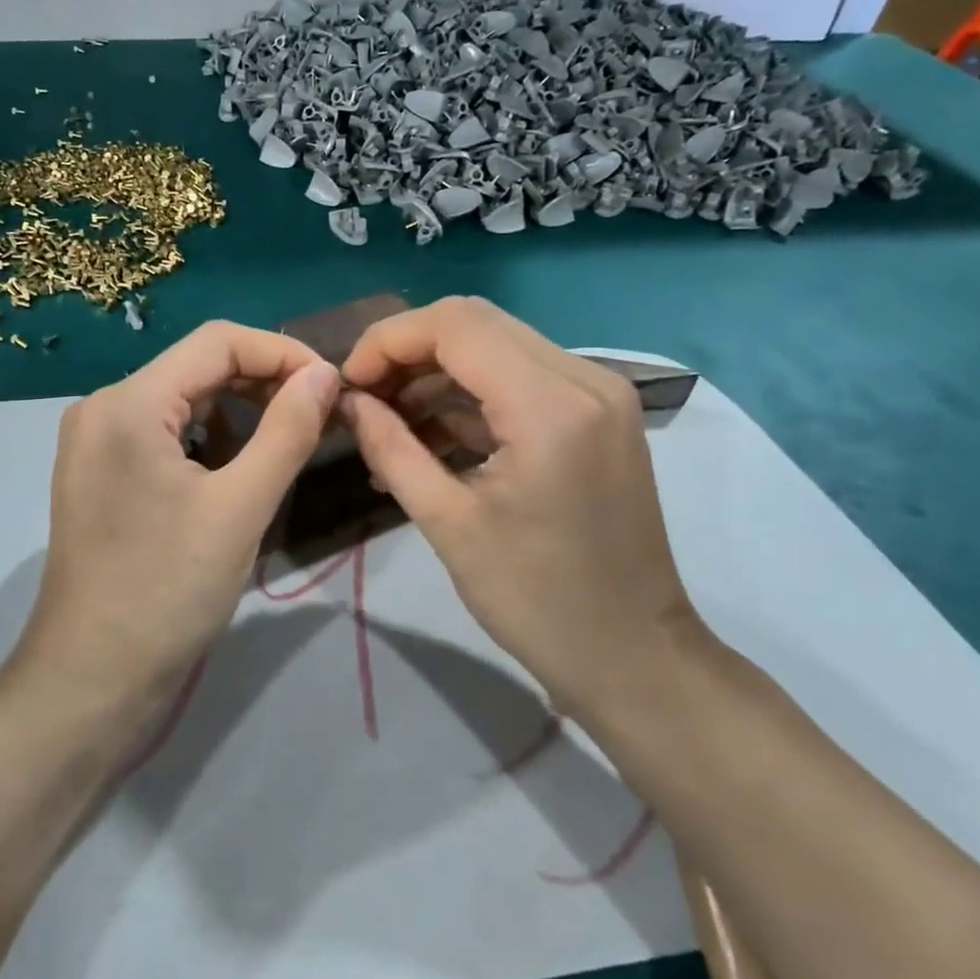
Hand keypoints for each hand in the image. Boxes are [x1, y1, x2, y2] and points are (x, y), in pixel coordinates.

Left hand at [18, 320, 340, 702]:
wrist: (90, 679)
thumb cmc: (167, 593)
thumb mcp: (240, 508)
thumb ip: (287, 431)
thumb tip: (325, 374)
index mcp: (127, 403)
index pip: (217, 341)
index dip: (282, 352)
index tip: (333, 385)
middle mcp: (103, 407)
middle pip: (197, 366)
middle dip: (262, 382)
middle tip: (319, 413)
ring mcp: (96, 440)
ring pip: (182, 399)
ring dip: (238, 412)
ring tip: (285, 442)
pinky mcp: (100, 471)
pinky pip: (163, 431)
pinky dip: (207, 438)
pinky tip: (235, 470)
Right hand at [338, 297, 701, 714]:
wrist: (632, 655)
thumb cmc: (537, 601)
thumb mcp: (448, 523)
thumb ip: (390, 447)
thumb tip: (347, 402)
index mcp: (551, 405)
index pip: (454, 325)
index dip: (387, 341)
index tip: (347, 385)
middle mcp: (584, 378)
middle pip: (475, 323)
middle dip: (407, 351)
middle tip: (364, 399)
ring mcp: (598, 393)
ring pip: (495, 345)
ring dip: (435, 374)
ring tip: (386, 424)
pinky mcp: (596, 414)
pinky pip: (519, 378)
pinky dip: (469, 396)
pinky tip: (428, 438)